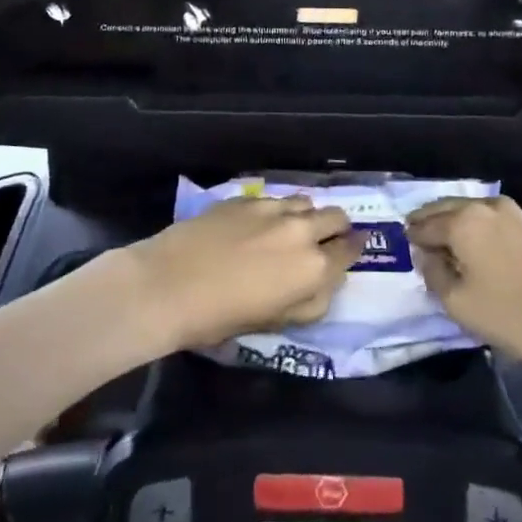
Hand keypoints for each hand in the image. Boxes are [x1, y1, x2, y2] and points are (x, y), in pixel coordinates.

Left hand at [129, 195, 362, 352]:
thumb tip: (326, 282)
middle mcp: (301, 231)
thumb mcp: (276, 323)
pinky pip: (275, 199)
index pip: (350, 251)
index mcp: (314, 268)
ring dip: (307, 215)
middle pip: (336, 217)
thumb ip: (310, 302)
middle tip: (326, 239)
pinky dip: (278, 210)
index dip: (353, 250)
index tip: (352, 249)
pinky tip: (260, 224)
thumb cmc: (221, 318)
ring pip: (306, 202)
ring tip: (293, 228)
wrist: (168, 285)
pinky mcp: (246, 199)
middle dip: (337, 228)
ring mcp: (273, 209)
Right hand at [405, 195, 521, 379]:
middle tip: (418, 241)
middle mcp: (484, 206)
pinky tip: (474, 247)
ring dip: (453, 223)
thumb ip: (433, 273)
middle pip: (445, 209)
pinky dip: (475, 227)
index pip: (424, 224)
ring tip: (446, 246)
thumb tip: (426, 255)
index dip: (412, 237)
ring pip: (469, 211)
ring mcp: (511, 212)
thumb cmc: (510, 315)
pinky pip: (490, 218)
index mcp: (461, 220)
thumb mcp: (458, 302)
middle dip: (430, 223)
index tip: (404, 248)